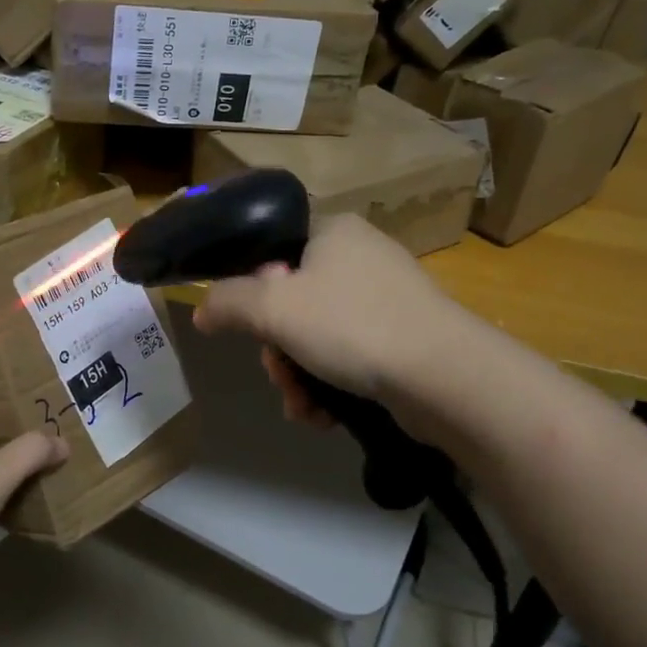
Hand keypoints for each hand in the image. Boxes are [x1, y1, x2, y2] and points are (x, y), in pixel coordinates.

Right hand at [193, 215, 451, 414]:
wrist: (443, 376)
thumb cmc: (352, 326)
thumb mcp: (273, 308)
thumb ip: (227, 303)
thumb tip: (202, 311)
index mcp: (333, 231)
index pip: (273, 251)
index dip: (254, 291)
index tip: (254, 326)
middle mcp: (361, 256)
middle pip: (293, 302)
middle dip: (278, 350)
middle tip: (279, 375)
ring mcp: (386, 298)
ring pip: (318, 336)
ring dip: (299, 376)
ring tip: (302, 407)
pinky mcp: (403, 337)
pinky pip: (348, 356)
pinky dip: (330, 385)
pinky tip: (324, 415)